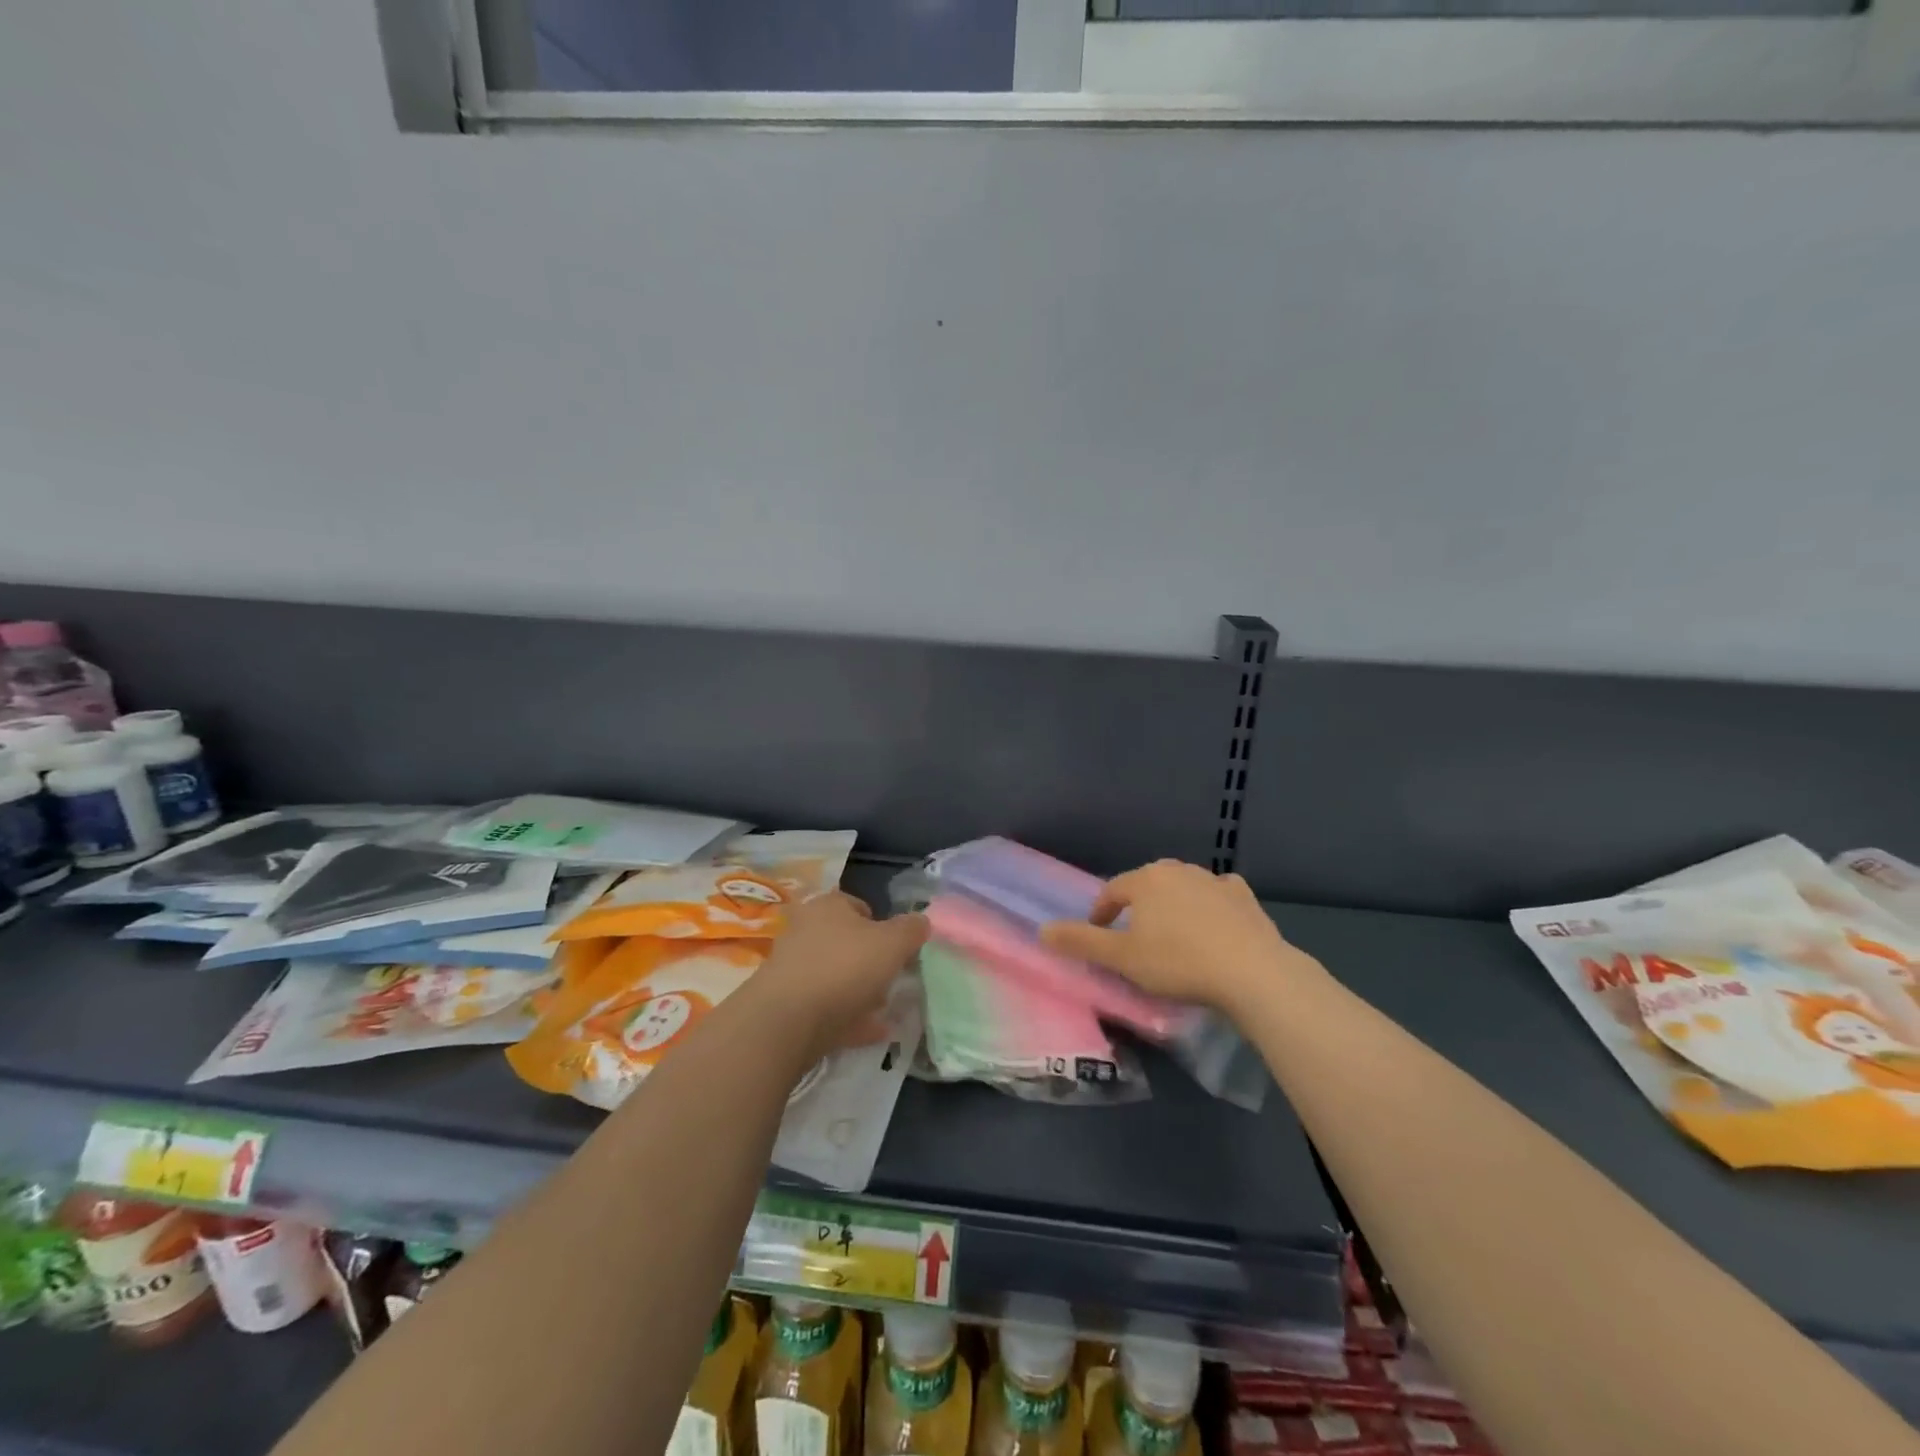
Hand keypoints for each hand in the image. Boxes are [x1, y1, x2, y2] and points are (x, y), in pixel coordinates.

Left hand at [752, 892, 928, 1057]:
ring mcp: (792, 969)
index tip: (899, 948)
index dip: (882, 924)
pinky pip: (826, 1007)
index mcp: (828, 906)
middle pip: (845, 942)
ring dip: (859, 991)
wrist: (786, 1020)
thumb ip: (911, 930)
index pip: (858, 905)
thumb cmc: (844, 967)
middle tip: (892, 979)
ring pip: (835, 975)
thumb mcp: (892, 943)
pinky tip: (872, 1032)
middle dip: (870, 961)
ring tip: (884, 1009)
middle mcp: (805, 931)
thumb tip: (921, 922)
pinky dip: (849, 1017)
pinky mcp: (786, 1005)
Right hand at [1039, 859, 1317, 1014]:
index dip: (1102, 912)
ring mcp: (1214, 881)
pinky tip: (1215, 922)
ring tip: (1173, 933)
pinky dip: (1211, 904)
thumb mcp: (1122, 958)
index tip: (1099, 934)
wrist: (1252, 972)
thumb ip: (1082, 942)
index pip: (1113, 890)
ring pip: (1183, 887)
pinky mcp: (1244, 897)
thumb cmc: (1178, 963)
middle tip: (1135, 935)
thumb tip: (1042, 930)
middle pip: (1148, 884)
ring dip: (1173, 904)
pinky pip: (1219, 894)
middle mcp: (1178, 870)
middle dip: (1138, 905)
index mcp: (1146, 880)